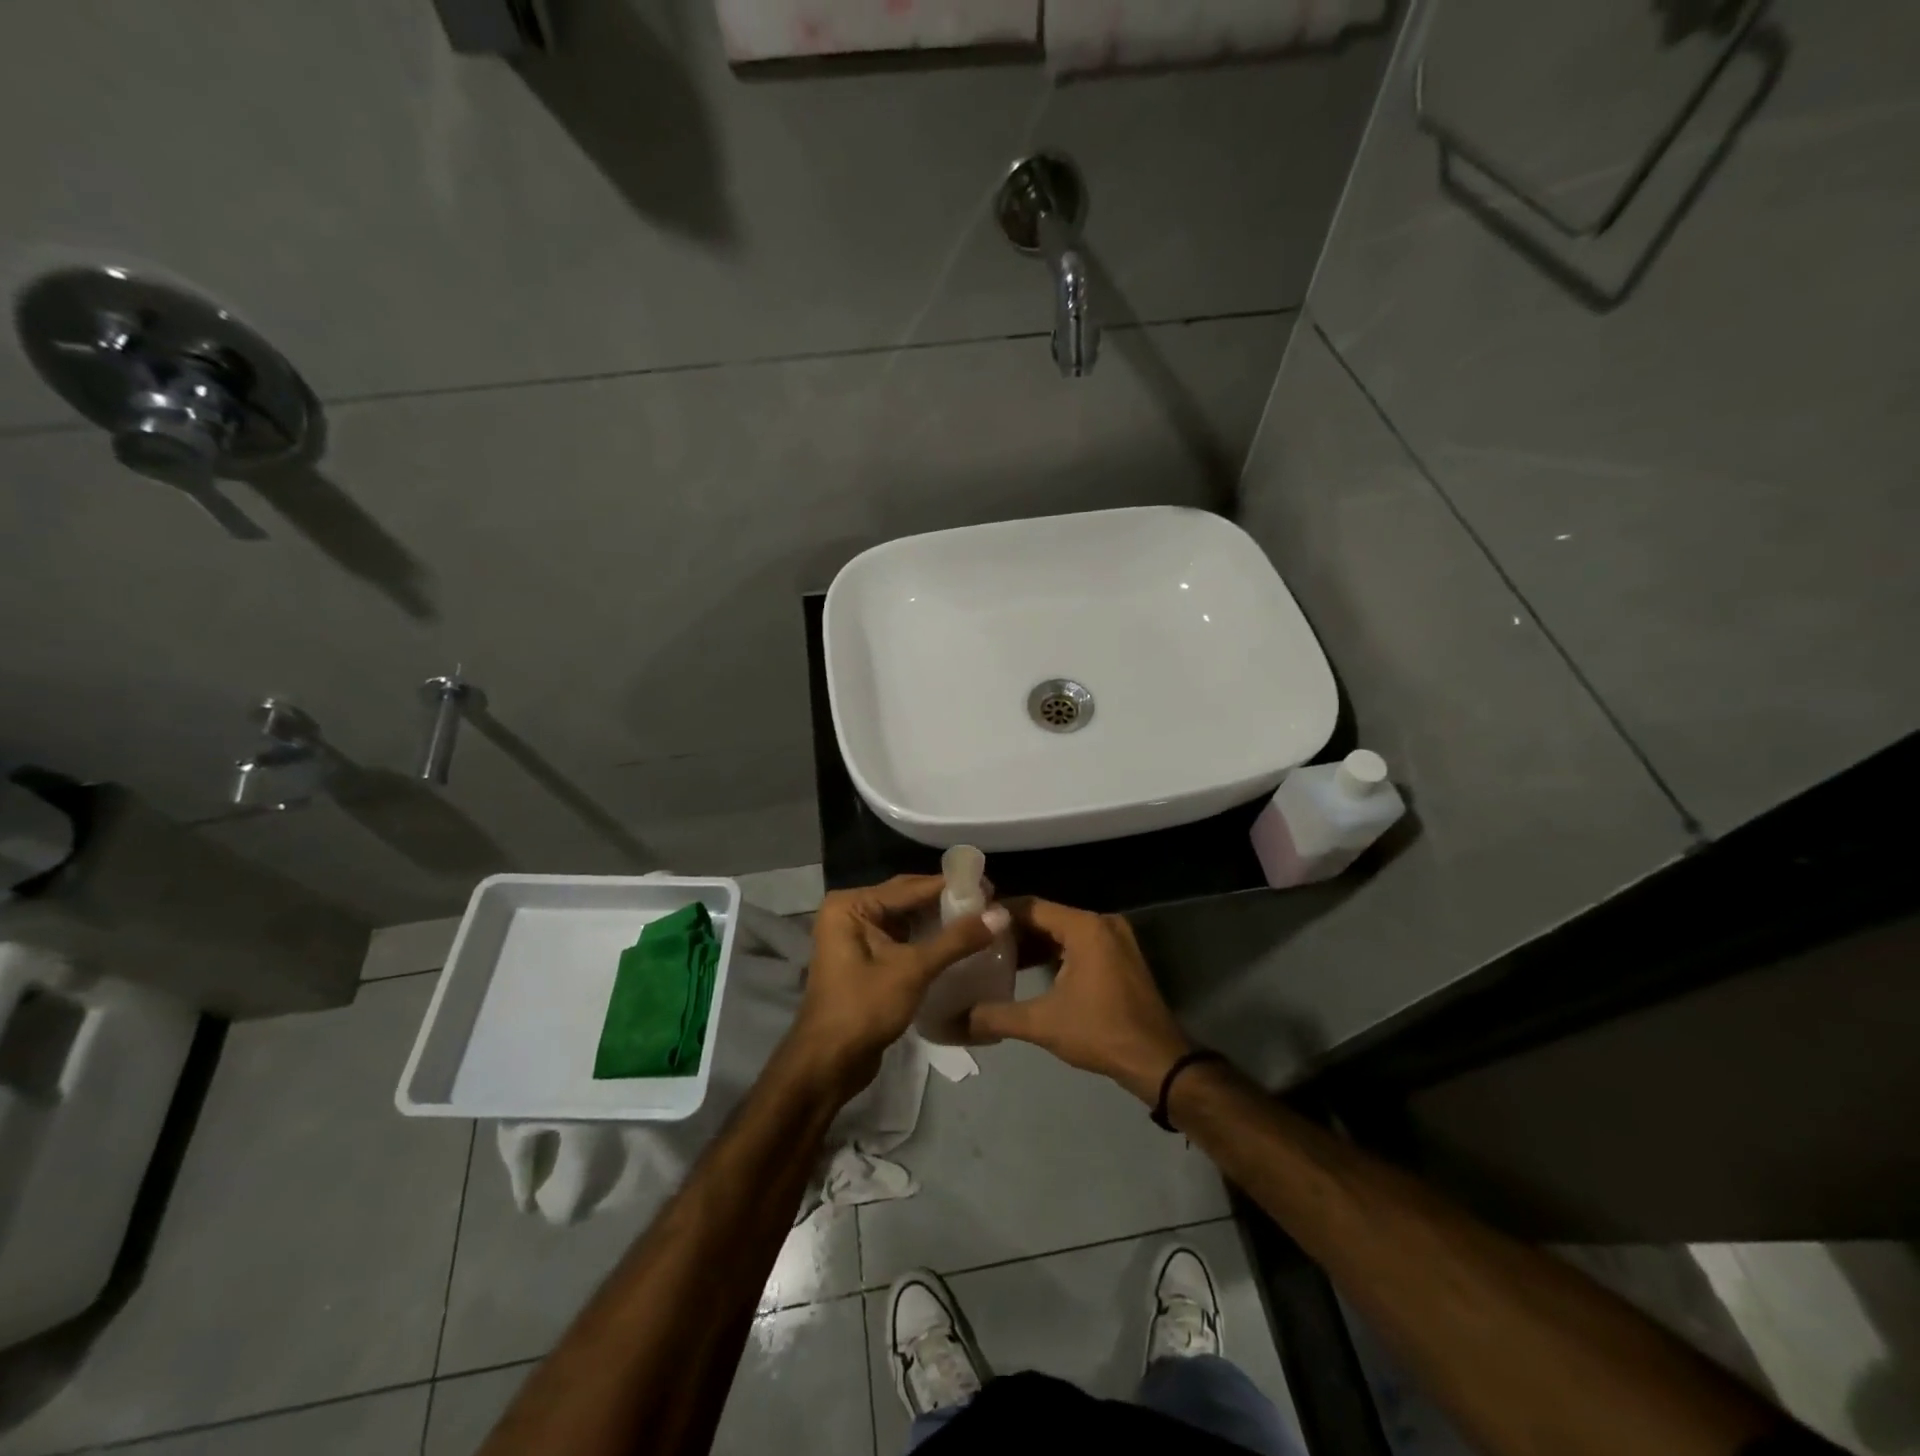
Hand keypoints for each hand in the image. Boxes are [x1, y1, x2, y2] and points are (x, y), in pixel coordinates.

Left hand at [789, 875, 1007, 1094]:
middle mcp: (850, 913)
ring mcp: (856, 938)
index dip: (951, 886)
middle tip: (989, 903)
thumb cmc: (864, 1008)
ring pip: (907, 921)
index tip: (989, 886)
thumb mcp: (913, 969)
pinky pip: (902, 941)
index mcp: (852, 905)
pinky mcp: (865, 961)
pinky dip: (928, 942)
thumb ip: (956, 939)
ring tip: (980, 921)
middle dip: (946, 903)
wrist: (828, 1064)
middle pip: (908, 900)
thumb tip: (1001, 913)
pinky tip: (958, 945)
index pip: (910, 887)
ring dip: (939, 922)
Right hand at [967, 899, 1191, 1102]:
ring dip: (1033, 943)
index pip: (1031, 907)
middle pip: (1047, 917)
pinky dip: (1054, 953)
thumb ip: (995, 1016)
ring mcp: (1115, 939)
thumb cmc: (1100, 1032)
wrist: (1157, 1061)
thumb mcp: (1042, 1023)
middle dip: (1013, 930)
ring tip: (995, 957)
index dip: (998, 914)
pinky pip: (1078, 944)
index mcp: (1085, 927)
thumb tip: (953, 1019)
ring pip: (1063, 931)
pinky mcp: (1120, 956)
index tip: (970, 924)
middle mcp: (1101, 923)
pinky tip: (1028, 971)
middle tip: (977, 943)